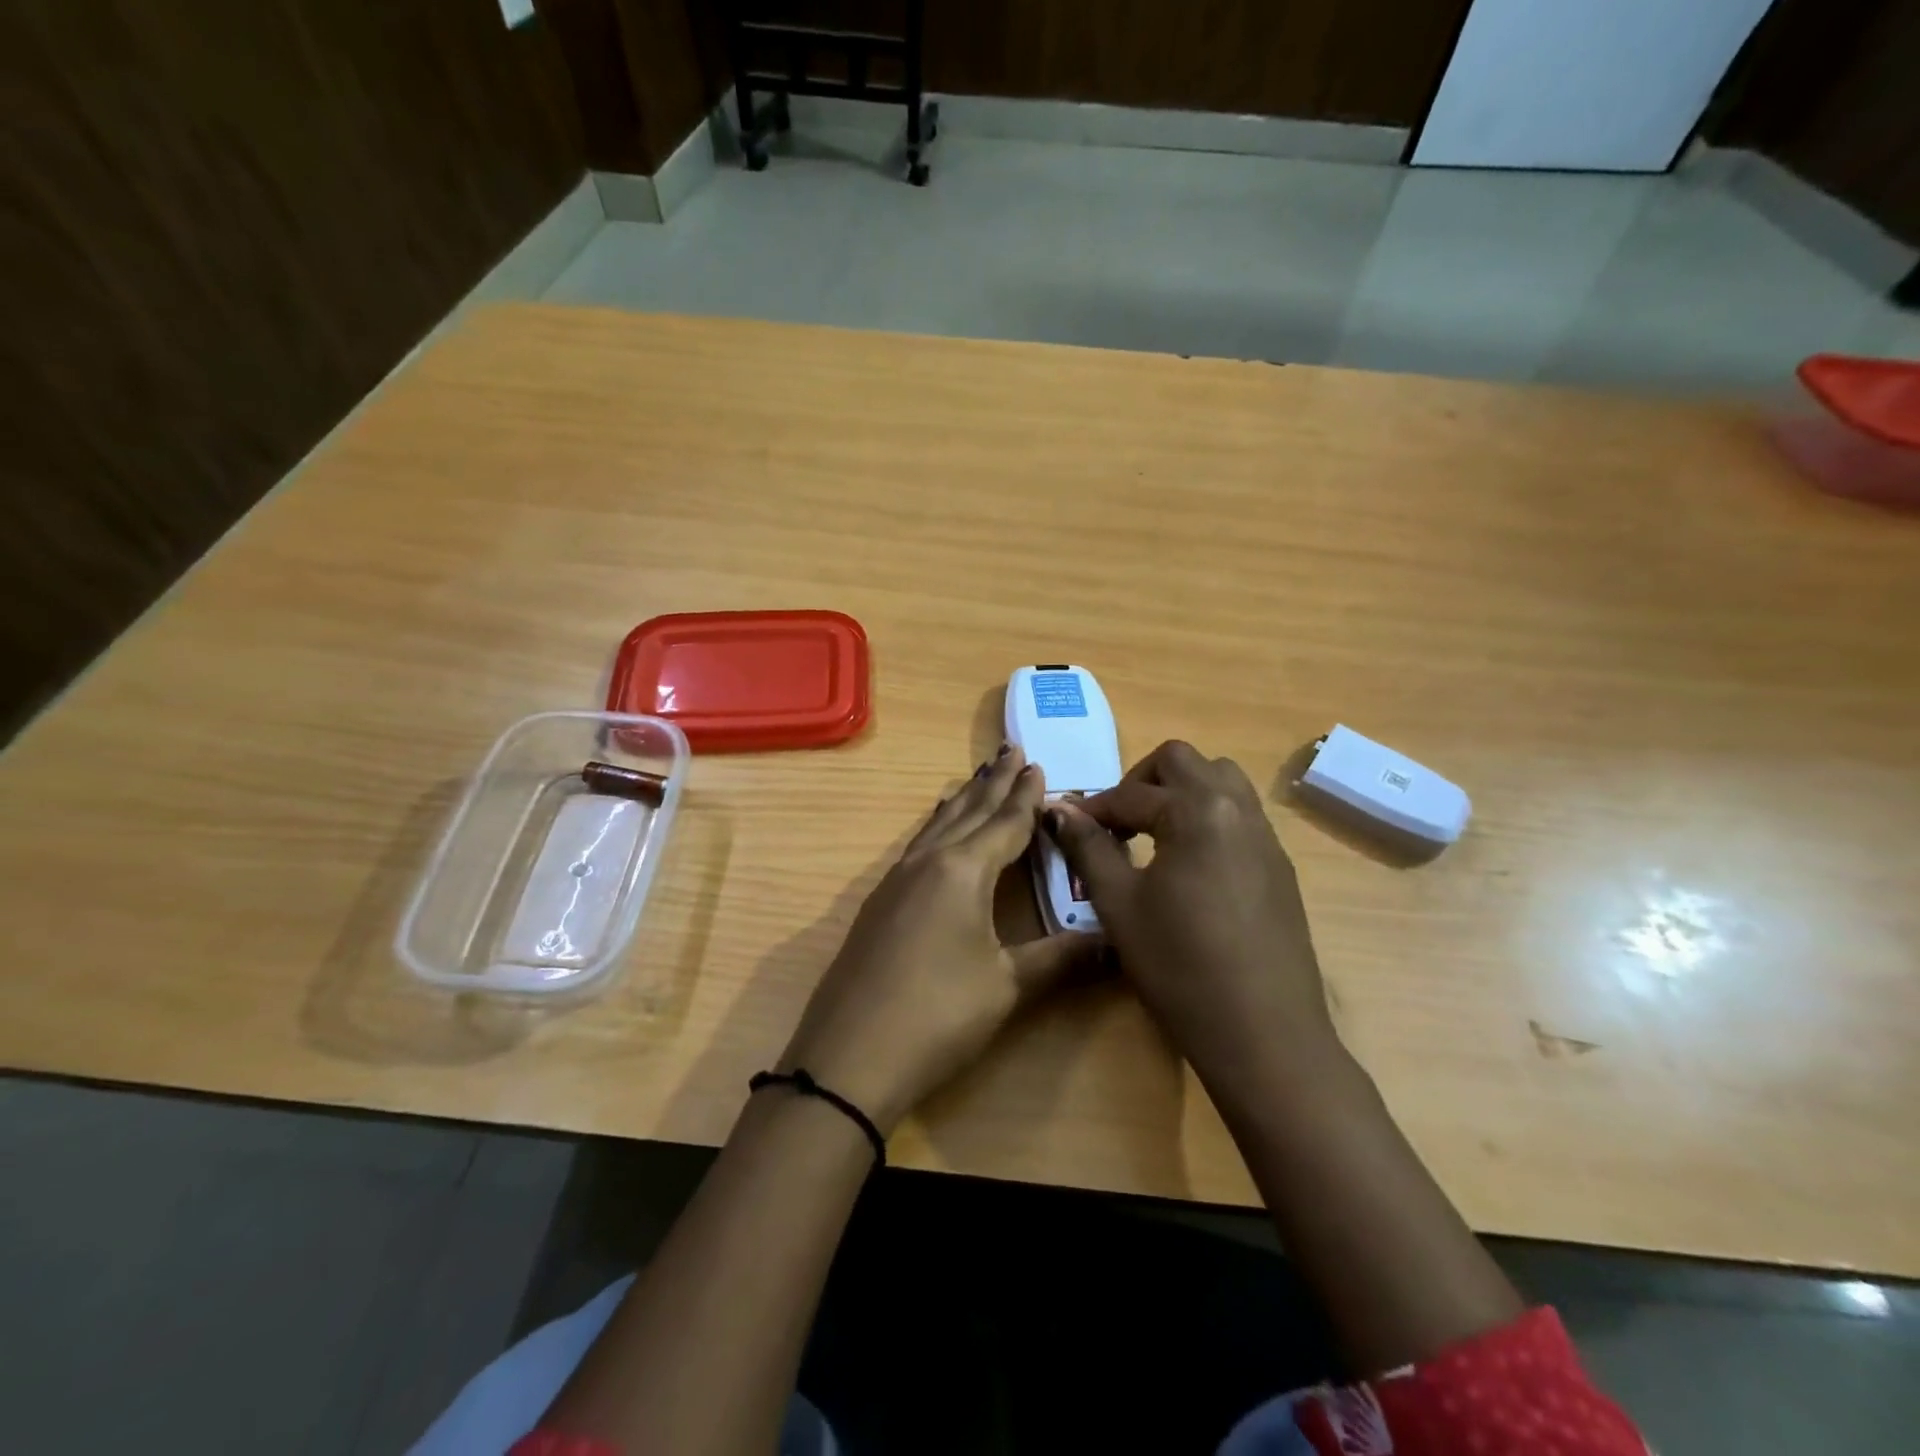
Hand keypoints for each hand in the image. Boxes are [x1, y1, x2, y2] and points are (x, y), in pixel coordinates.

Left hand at [779, 745, 1102, 1132]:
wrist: (849, 1057)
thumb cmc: (938, 1015)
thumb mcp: (1007, 987)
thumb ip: (1061, 959)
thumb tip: (1116, 944)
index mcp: (962, 870)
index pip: (1005, 823)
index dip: (1026, 797)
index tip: (1039, 765)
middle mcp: (928, 862)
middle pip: (968, 812)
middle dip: (994, 783)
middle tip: (1012, 750)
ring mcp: (896, 880)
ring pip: (938, 824)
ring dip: (963, 800)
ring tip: (978, 777)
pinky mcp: (879, 903)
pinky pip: (918, 845)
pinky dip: (938, 826)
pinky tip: (936, 830)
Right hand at [1044, 741, 1339, 1102]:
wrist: (1265, 1034)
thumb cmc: (1180, 967)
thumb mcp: (1120, 905)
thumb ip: (1088, 848)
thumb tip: (1058, 810)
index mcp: (1197, 811)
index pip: (1131, 794)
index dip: (1093, 809)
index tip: (1067, 828)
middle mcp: (1237, 808)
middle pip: (1183, 761)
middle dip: (1141, 781)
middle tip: (1117, 824)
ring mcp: (1265, 836)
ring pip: (1220, 780)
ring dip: (1180, 792)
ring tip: (1153, 835)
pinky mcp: (1279, 865)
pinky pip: (1240, 814)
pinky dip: (1207, 816)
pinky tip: (1189, 865)